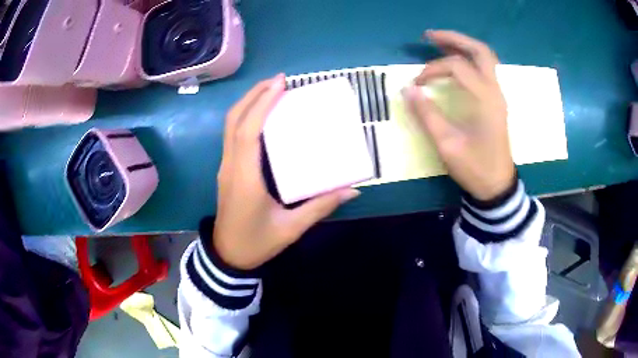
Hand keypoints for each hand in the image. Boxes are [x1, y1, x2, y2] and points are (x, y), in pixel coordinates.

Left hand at [213, 74, 359, 269]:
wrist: (228, 255)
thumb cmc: (257, 242)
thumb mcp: (291, 228)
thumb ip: (320, 206)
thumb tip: (352, 190)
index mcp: (245, 178)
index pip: (248, 132)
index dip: (262, 104)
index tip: (280, 84)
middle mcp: (231, 166)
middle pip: (234, 120)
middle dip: (254, 95)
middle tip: (279, 80)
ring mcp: (225, 167)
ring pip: (230, 126)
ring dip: (248, 103)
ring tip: (272, 90)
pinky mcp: (227, 170)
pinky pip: (233, 135)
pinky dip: (246, 118)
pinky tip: (263, 115)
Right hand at [403, 30, 514, 200]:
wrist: (497, 185)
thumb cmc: (475, 167)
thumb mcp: (447, 145)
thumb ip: (427, 115)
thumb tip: (407, 90)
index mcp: (485, 99)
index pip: (457, 67)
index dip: (432, 69)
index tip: (416, 84)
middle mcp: (494, 91)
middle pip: (479, 51)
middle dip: (454, 39)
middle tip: (429, 36)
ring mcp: (497, 95)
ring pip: (485, 58)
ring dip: (463, 46)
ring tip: (439, 43)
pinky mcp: (496, 100)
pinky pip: (485, 69)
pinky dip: (469, 58)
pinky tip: (455, 61)